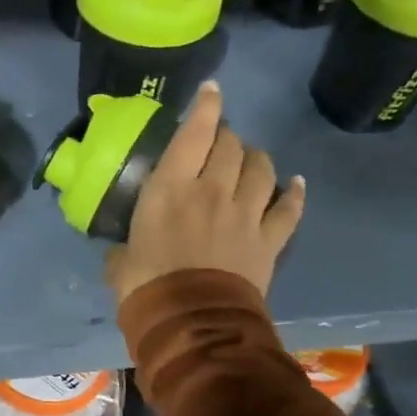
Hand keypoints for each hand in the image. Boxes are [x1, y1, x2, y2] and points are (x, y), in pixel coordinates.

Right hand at [103, 82, 305, 303]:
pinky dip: (293, 194)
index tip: (211, 91)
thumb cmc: (148, 288)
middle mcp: (213, 189)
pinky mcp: (269, 240)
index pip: (193, 133)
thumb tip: (121, 256)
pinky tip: (295, 184)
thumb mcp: (121, 265)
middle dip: (227, 135)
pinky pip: (288, 209)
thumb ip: (123, 252)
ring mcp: (246, 213)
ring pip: (261, 169)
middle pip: (231, 146)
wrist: (194, 325)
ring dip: (256, 157)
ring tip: (250, 158)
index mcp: (171, 188)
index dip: (205, 107)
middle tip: (219, 140)